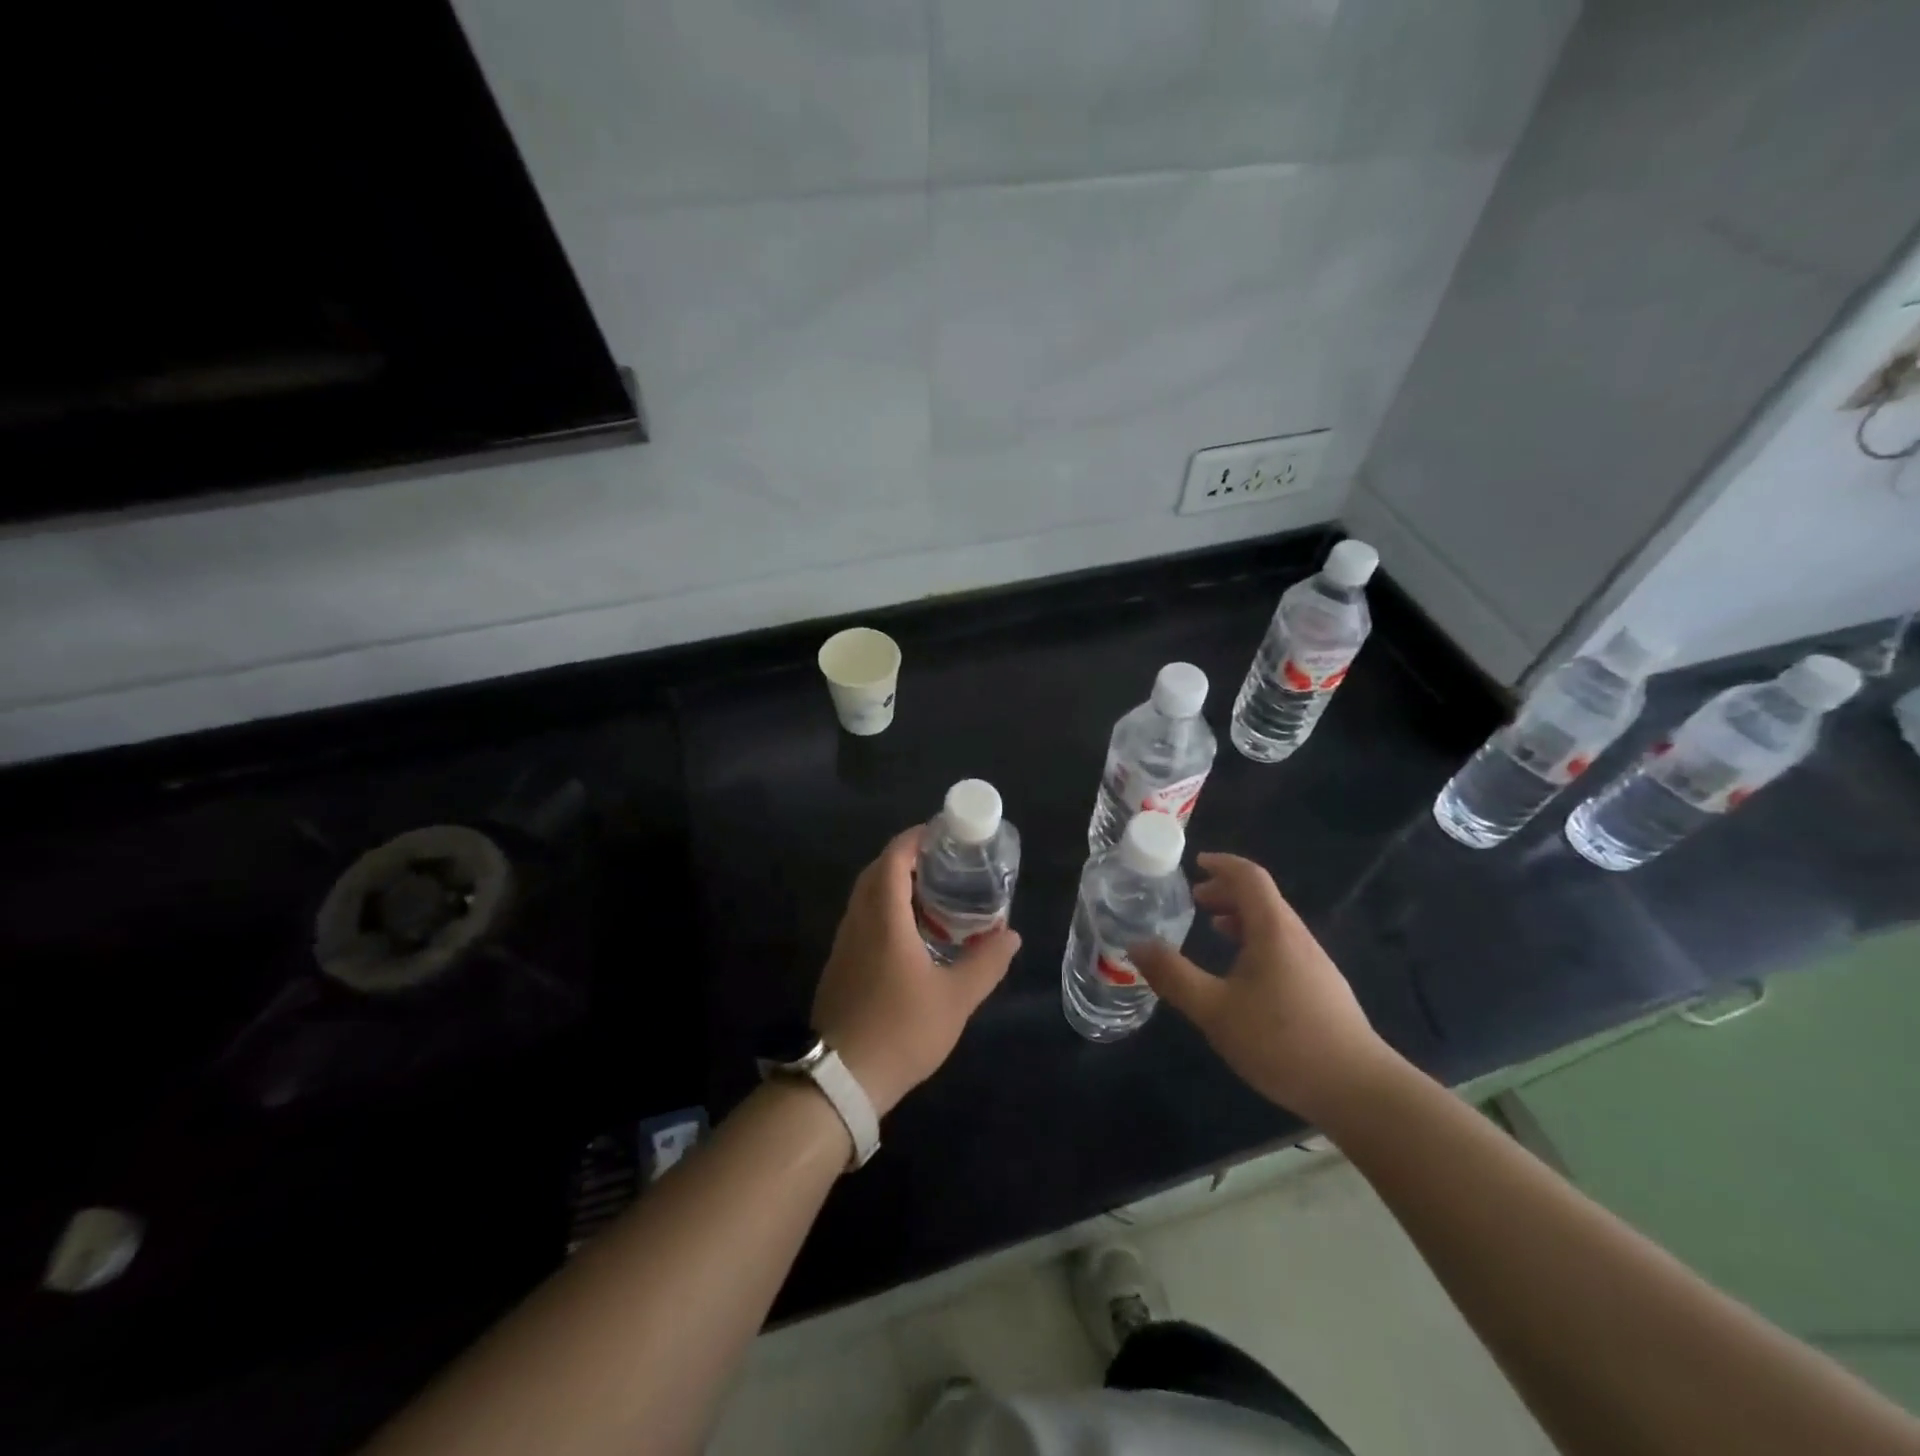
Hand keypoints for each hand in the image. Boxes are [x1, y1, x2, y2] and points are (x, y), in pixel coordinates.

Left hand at [811, 827, 1020, 1118]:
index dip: (914, 839)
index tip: (941, 833)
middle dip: (906, 859)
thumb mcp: (956, 999)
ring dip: (893, 885)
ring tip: (932, 895)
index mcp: (884, 918)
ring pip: (866, 897)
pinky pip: (862, 919)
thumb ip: (986, 963)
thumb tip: (1011, 935)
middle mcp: (858, 922)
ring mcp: (844, 944)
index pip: (893, 859)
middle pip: (876, 872)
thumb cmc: (901, 1030)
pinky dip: (884, 910)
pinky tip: (909, 935)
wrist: (841, 1079)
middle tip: (943, 863)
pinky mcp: (839, 966)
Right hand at [1130, 853, 1397, 1124]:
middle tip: (1194, 899)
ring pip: (1274, 924)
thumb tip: (1136, 944)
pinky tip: (1243, 973)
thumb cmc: (1282, 1041)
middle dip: (1226, 891)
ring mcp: (1314, 964)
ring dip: (1241, 917)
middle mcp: (1297, 938)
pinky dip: (1256, 940)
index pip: (1250, 877)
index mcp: (1273, 930)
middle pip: (1262, 898)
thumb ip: (1173, 976)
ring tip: (1212, 928)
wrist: (1359, 1090)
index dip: (1222, 864)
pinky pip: (1283, 946)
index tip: (1195, 863)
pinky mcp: (1322, 989)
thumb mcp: (1214, 1010)